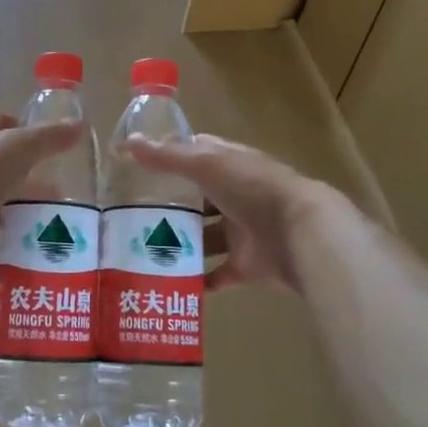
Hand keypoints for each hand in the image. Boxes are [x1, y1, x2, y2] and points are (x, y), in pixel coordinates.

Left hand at [0, 111, 80, 284]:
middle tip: (58, 195)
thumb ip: (48, 138)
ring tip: (49, 230)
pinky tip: (26, 266)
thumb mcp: (17, 147)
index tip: (49, 147)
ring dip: (14, 220)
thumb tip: (79, 127)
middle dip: (25, 183)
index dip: (21, 130)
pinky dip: (2, 261)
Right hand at [124, 134, 335, 291]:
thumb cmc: (252, 188)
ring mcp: (241, 232)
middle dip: (170, 206)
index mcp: (229, 165)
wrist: (301, 233)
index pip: (196, 155)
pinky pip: (218, 275)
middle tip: (130, 215)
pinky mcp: (246, 266)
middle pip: (198, 199)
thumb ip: (167, 157)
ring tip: (142, 250)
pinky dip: (198, 280)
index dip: (170, 157)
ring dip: (181, 244)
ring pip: (205, 238)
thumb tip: (127, 143)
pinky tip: (169, 282)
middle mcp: (235, 196)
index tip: (137, 167)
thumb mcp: (206, 165)